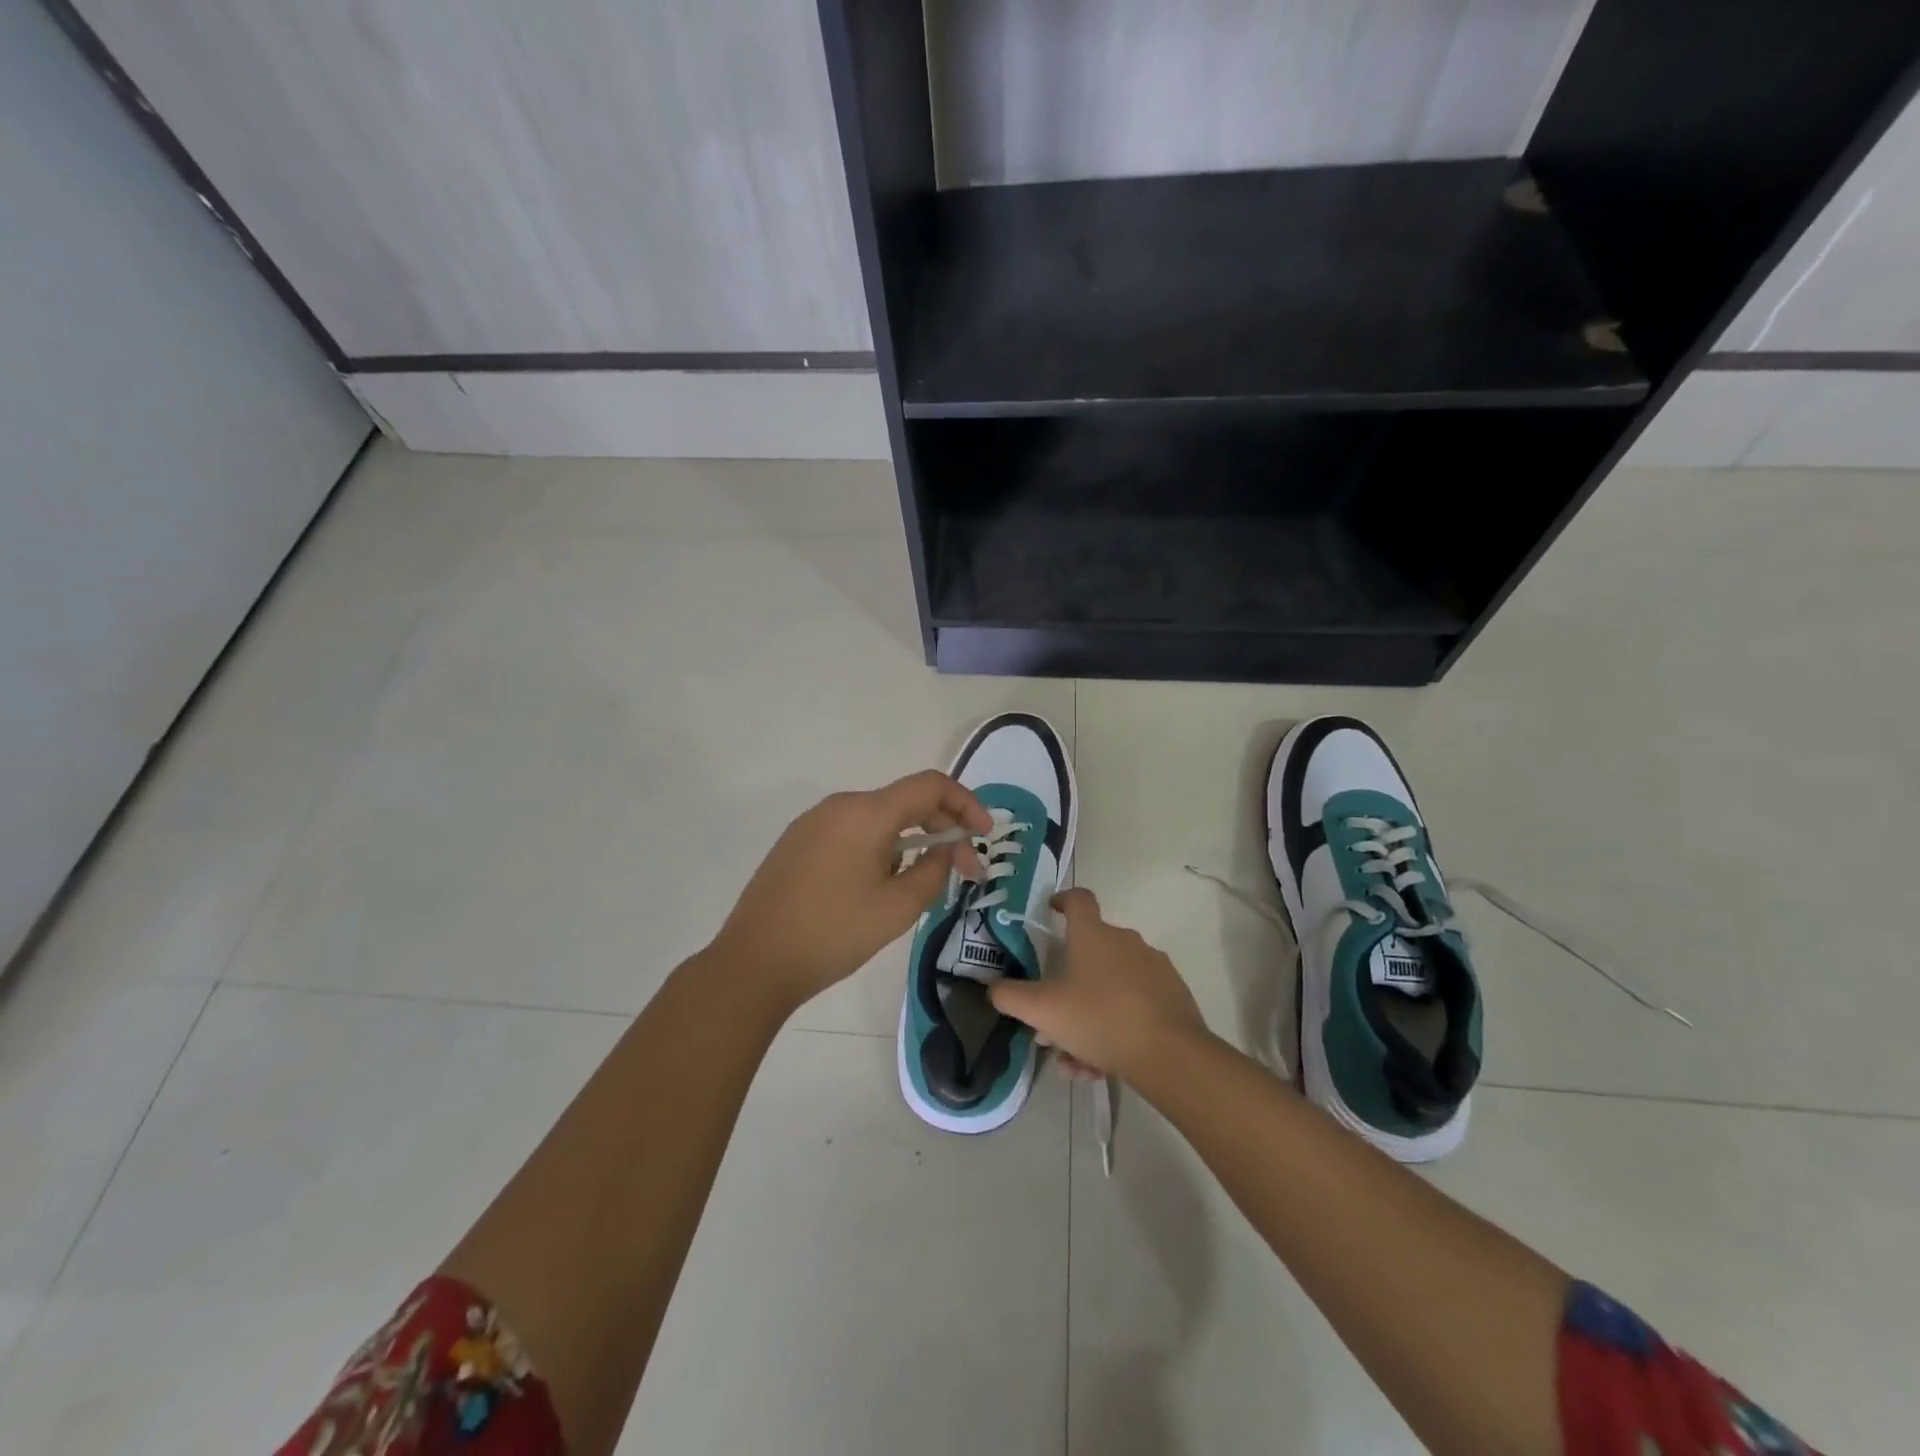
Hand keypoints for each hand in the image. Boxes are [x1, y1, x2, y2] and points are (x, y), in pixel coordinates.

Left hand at [711, 770, 990, 1011]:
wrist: (754, 962)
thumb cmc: (833, 933)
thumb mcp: (897, 908)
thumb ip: (934, 869)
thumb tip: (946, 847)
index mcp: (867, 813)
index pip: (930, 786)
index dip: (966, 804)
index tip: (985, 835)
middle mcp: (840, 805)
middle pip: (905, 801)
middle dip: (942, 828)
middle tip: (964, 871)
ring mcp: (813, 822)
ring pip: (878, 818)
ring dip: (911, 839)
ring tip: (922, 882)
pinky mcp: (797, 842)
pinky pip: (852, 831)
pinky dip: (880, 846)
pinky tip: (881, 883)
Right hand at [988, 888, 1208, 1081]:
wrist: (1170, 1054)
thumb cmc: (1100, 1019)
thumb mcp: (1043, 1011)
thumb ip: (1011, 997)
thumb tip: (993, 987)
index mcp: (1093, 934)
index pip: (1078, 899)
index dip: (1062, 900)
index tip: (1051, 911)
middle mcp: (1125, 941)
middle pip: (1090, 954)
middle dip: (1067, 988)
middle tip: (1052, 1023)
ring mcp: (1153, 967)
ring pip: (1110, 987)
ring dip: (1088, 1017)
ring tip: (1077, 1062)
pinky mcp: (1173, 994)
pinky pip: (1134, 1004)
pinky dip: (1115, 1027)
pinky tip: (1103, 1065)